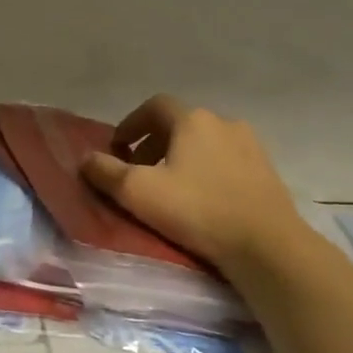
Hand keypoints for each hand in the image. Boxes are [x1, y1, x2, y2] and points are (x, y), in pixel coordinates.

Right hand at [81, 96, 306, 267]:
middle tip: (139, 171)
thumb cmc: (197, 210)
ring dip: (181, 158)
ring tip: (170, 187)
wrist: (267, 246)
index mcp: (193, 120)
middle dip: (154, 143)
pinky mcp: (267, 172)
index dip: (131, 123)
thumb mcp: (138, 192)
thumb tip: (86, 159)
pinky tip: (202, 199)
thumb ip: (106, 172)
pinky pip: (227, 161)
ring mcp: (251, 146)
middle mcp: (224, 122)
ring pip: (205, 143)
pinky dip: (207, 171)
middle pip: (180, 124)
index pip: (154, 106)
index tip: (117, 147)